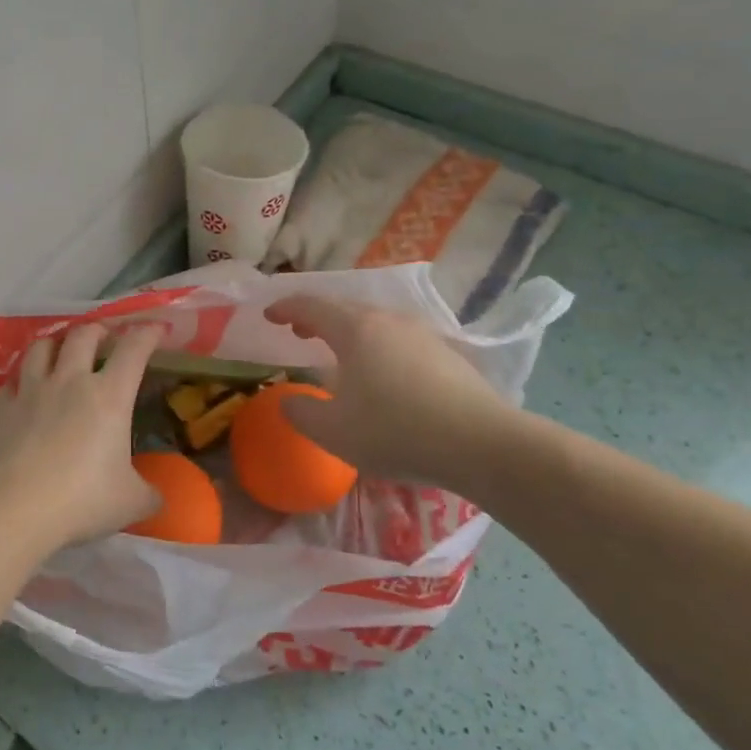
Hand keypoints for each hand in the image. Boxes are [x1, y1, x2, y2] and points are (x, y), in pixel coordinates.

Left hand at [0, 322, 163, 551]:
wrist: (13, 507)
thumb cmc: (81, 499)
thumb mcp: (130, 502)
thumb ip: (148, 494)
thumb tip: (156, 497)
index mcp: (109, 396)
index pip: (133, 349)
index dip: (148, 334)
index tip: (156, 329)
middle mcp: (69, 381)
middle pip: (83, 335)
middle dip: (98, 330)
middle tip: (104, 337)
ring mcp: (30, 390)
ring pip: (41, 347)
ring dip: (55, 344)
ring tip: (60, 352)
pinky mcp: (0, 407)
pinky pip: (11, 382)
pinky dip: (21, 382)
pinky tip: (23, 392)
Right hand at [262, 295, 526, 497]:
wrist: (482, 443)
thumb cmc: (395, 431)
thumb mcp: (333, 432)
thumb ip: (301, 413)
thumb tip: (288, 402)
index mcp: (355, 329)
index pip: (311, 306)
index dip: (285, 308)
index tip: (268, 316)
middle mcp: (388, 321)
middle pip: (344, 308)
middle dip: (315, 317)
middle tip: (298, 331)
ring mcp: (422, 334)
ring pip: (375, 322)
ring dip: (348, 332)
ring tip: (337, 352)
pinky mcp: (447, 354)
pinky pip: (399, 340)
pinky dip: (377, 346)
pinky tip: (380, 374)